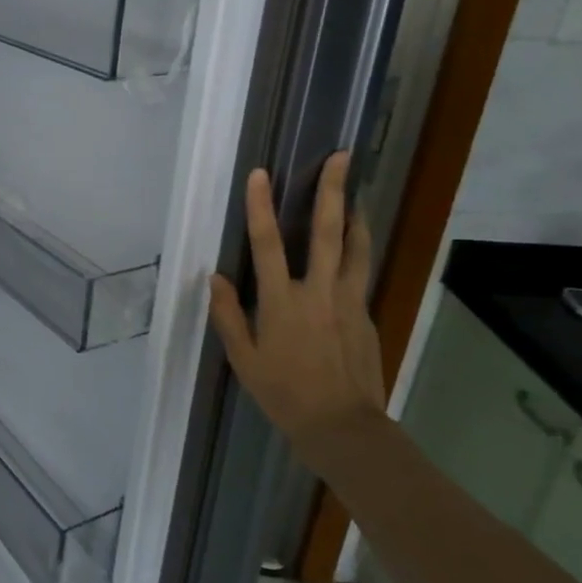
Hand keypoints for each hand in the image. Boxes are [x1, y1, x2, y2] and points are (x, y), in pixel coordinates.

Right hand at [208, 151, 385, 449]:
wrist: (342, 425)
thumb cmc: (283, 393)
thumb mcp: (243, 358)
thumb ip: (227, 315)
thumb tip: (215, 277)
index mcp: (281, 302)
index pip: (268, 244)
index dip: (261, 207)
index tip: (260, 174)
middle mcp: (318, 292)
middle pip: (328, 232)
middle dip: (332, 191)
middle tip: (341, 156)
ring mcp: (348, 301)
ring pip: (356, 247)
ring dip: (355, 213)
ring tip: (356, 189)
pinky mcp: (365, 314)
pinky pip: (361, 272)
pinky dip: (358, 249)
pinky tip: (355, 243)